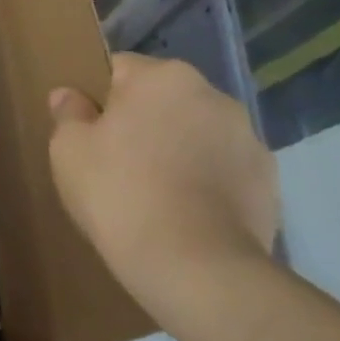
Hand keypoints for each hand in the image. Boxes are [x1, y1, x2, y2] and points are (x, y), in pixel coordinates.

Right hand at [47, 53, 278, 308]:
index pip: (120, 69)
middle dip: (143, 122)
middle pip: (163, 99)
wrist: (198, 271)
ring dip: (178, 150)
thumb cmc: (121, 193)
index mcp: (163, 76)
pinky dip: (207, 183)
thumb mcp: (69, 149)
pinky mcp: (271, 184)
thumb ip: (68, 113)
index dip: (99, 98)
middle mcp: (213, 96)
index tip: (89, 132)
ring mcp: (249, 140)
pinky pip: (224, 170)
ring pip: (196, 133)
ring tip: (155, 194)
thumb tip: (70, 96)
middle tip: (117, 162)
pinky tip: (186, 215)